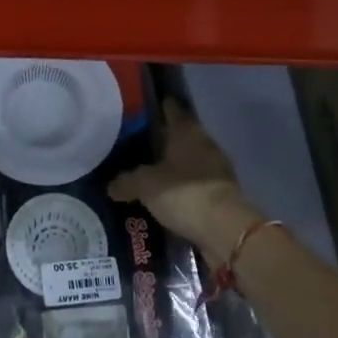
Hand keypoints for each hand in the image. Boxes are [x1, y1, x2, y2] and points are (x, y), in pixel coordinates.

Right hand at [108, 100, 262, 265]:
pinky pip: (196, 183)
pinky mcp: (222, 192)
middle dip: (162, 140)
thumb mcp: (146, 185)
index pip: (171, 109)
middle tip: (136, 145)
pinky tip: (166, 196)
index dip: (158, 107)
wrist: (226, 230)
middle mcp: (204, 143)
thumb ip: (126, 182)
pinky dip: (183, 187)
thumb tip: (111, 186)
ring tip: (149, 173)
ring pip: (189, 160)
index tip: (142, 109)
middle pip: (180, 135)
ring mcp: (217, 168)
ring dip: (173, 166)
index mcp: (187, 131)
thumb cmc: (184, 193)